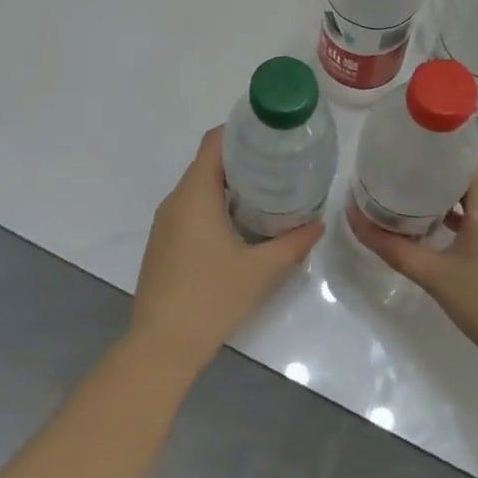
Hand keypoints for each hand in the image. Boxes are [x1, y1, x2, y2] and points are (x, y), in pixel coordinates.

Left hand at [129, 127, 322, 375]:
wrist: (160, 347)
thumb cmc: (210, 299)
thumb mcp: (259, 271)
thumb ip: (292, 244)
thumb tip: (318, 224)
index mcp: (194, 195)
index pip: (214, 142)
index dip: (240, 130)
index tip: (270, 132)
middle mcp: (175, 200)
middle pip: (207, 162)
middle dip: (242, 157)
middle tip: (278, 161)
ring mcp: (166, 222)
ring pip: (198, 186)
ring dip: (229, 182)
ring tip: (266, 188)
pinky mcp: (164, 242)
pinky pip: (191, 207)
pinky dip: (215, 203)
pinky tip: (240, 220)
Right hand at [349, 147, 477, 375]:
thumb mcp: (435, 276)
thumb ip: (391, 247)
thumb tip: (352, 215)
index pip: (467, 147)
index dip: (440, 131)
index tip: (407, 124)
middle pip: (465, 167)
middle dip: (430, 158)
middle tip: (392, 154)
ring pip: (470, 192)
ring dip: (439, 186)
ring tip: (402, 183)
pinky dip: (453, 210)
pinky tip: (426, 220)